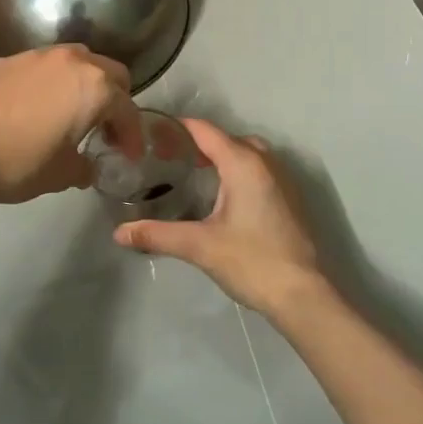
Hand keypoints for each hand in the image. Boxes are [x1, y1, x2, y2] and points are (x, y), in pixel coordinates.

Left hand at [0, 46, 132, 204]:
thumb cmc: (19, 163)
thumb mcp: (64, 175)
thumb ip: (86, 166)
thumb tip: (87, 166)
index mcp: (95, 88)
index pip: (128, 109)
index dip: (133, 136)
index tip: (129, 156)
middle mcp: (72, 61)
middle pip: (110, 73)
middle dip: (115, 101)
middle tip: (105, 130)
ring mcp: (37, 56)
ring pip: (76, 62)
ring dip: (84, 85)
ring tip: (72, 113)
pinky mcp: (7, 59)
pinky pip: (43, 67)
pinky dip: (51, 83)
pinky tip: (36, 108)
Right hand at [113, 119, 335, 320]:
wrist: (303, 294)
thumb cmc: (251, 261)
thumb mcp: (199, 246)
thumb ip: (157, 234)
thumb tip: (118, 232)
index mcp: (243, 163)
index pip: (205, 131)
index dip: (177, 128)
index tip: (150, 136)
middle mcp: (265, 163)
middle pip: (226, 139)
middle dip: (197, 142)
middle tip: (166, 157)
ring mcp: (282, 180)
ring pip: (246, 153)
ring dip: (220, 156)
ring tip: (191, 172)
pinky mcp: (289, 199)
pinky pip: (258, 170)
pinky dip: (236, 171)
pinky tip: (221, 196)